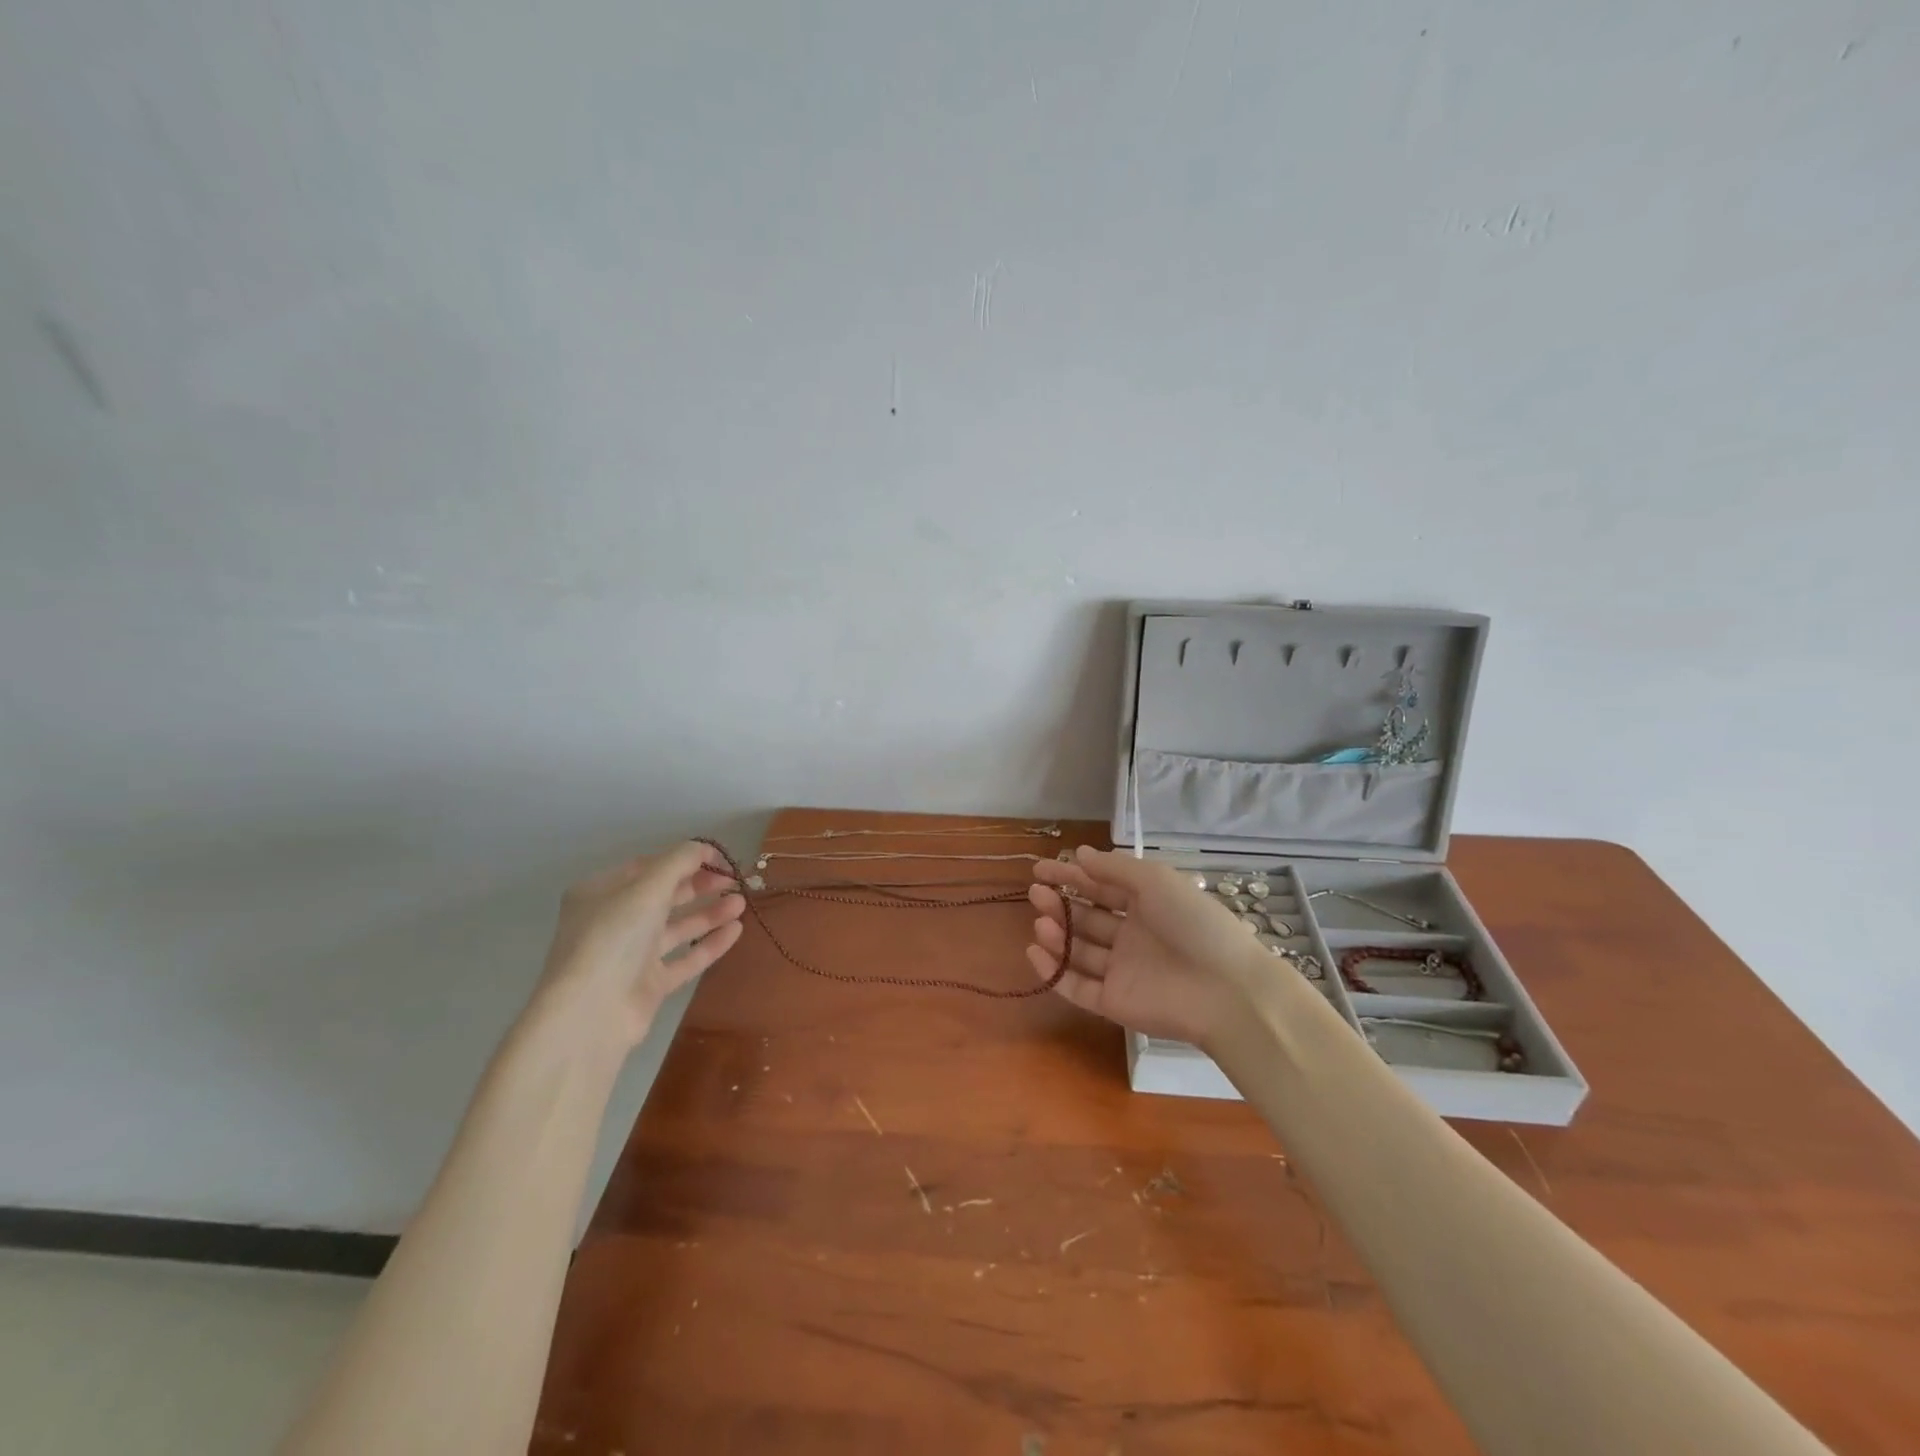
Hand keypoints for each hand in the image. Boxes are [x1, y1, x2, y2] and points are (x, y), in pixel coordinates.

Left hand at [534, 842, 744, 1049]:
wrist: (591, 1015)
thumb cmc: (614, 938)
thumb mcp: (647, 888)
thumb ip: (679, 861)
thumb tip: (705, 847)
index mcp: (601, 892)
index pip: (649, 866)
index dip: (686, 858)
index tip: (720, 858)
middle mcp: (614, 921)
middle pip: (665, 895)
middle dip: (701, 885)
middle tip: (735, 879)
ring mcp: (631, 955)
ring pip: (677, 927)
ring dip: (709, 912)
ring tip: (742, 902)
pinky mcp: (649, 984)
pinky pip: (684, 958)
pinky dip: (709, 943)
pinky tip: (736, 930)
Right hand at [1027, 846, 1264, 1046]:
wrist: (1227, 991)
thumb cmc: (1193, 924)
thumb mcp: (1155, 881)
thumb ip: (1114, 867)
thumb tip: (1080, 853)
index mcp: (1146, 906)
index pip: (1101, 887)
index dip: (1071, 876)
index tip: (1040, 869)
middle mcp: (1132, 937)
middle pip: (1087, 918)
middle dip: (1060, 904)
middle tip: (1036, 893)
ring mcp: (1122, 971)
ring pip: (1079, 951)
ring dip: (1057, 934)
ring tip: (1040, 923)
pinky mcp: (1115, 1003)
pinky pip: (1078, 987)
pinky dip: (1054, 972)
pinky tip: (1035, 952)